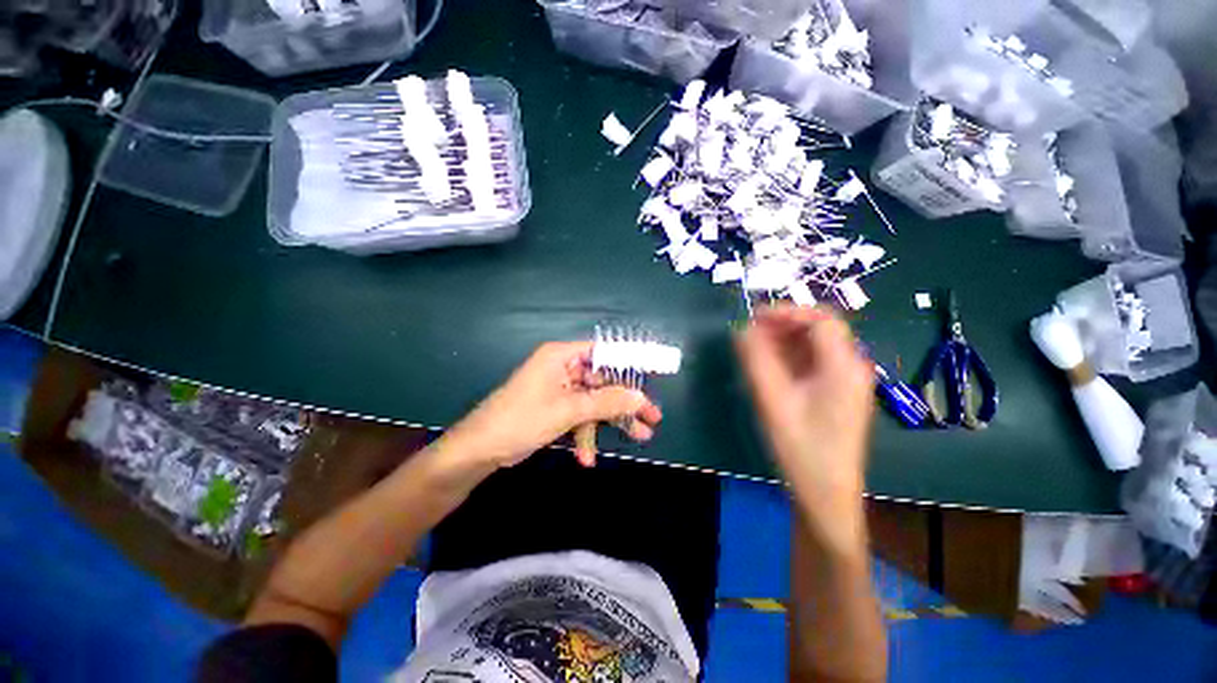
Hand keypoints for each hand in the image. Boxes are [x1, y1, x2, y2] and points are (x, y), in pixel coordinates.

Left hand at [440, 341, 662, 469]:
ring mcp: (559, 389)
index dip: (627, 363)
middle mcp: (562, 368)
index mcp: (561, 356)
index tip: (651, 376)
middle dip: (624, 402)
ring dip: (610, 422)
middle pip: (602, 381)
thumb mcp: (569, 410)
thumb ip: (607, 402)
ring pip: (594, 401)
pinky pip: (579, 416)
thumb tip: (641, 397)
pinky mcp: (555, 408)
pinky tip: (586, 458)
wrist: (480, 450)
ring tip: (639, 437)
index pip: (602, 352)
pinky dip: (584, 435)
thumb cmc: (522, 420)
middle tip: (652, 417)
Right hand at [736, 307, 874, 541]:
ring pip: (815, 346)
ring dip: (784, 340)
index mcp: (843, 367)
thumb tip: (742, 329)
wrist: (825, 494)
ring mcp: (846, 382)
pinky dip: (789, 357)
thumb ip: (756, 360)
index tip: (754, 317)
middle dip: (783, 325)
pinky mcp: (837, 393)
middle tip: (749, 332)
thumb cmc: (800, 448)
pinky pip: (813, 363)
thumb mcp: (772, 400)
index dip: (786, 312)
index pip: (820, 319)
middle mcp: (851, 368)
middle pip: (819, 330)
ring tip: (753, 348)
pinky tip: (769, 366)